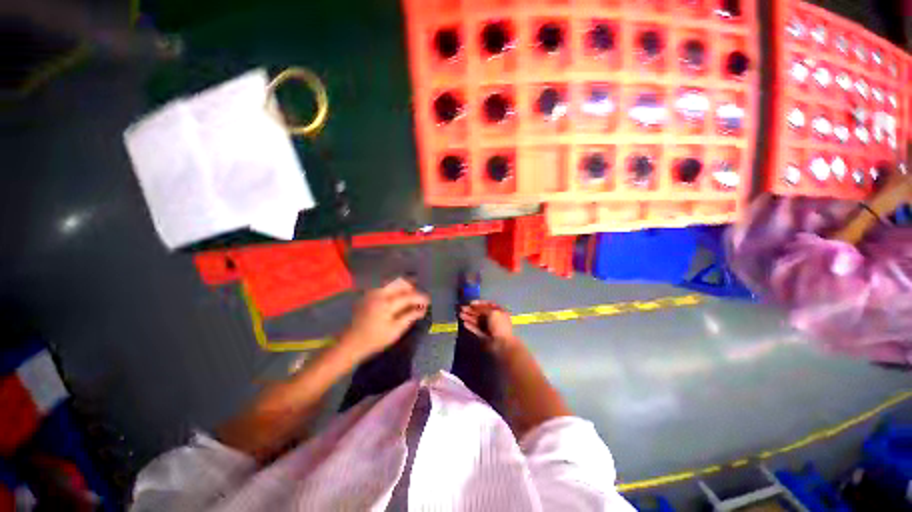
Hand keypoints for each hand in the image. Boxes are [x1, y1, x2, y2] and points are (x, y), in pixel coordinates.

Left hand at [338, 278, 429, 360]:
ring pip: (392, 281)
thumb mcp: (395, 331)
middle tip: (420, 295)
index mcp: (386, 303)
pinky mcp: (368, 294)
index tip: (429, 301)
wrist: (351, 343)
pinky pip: (385, 285)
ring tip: (412, 293)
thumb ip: (410, 317)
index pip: (408, 296)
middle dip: (412, 286)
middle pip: (399, 282)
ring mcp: (372, 292)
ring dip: (403, 285)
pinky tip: (399, 294)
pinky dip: (394, 287)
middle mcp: (379, 293)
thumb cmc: (375, 339)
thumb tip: (423, 309)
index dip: (420, 297)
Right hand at [459, 300, 520, 354]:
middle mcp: (494, 318)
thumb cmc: (499, 325)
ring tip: (461, 315)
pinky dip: (471, 326)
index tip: (470, 303)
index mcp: (499, 311)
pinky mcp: (484, 335)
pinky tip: (464, 323)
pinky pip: (476, 329)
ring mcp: (489, 327)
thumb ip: (482, 308)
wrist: (502, 344)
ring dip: (469, 317)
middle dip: (471, 310)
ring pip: (477, 320)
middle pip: (481, 313)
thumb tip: (474, 306)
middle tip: (462, 309)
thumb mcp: (492, 312)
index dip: (479, 303)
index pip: (488, 304)